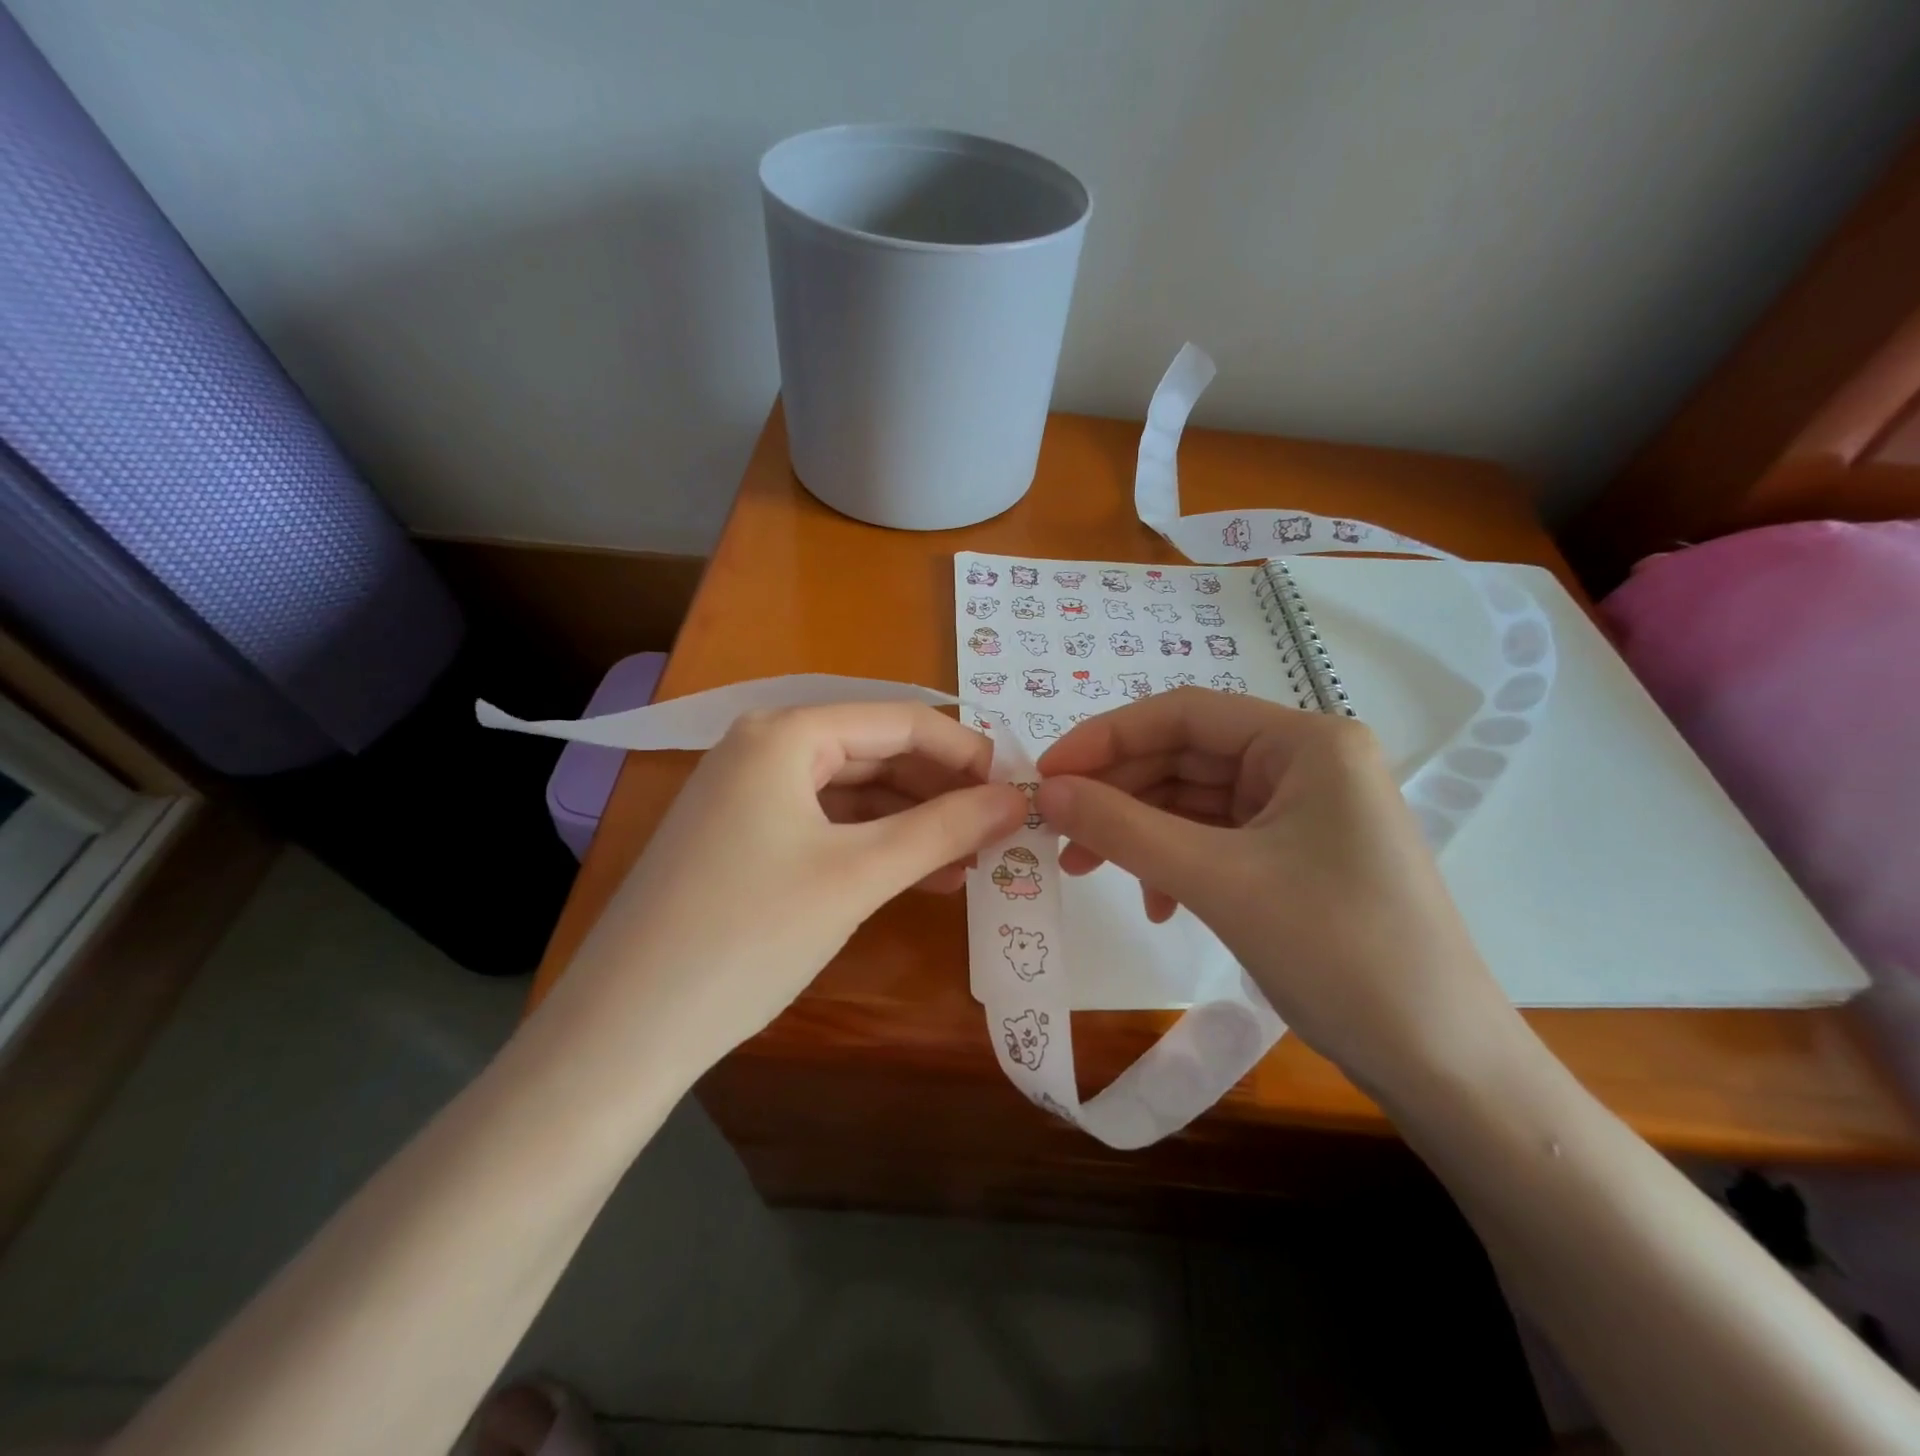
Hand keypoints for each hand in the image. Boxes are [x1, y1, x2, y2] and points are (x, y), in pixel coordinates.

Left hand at [555, 703, 1026, 1071]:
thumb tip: (1019, 799)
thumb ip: (944, 829)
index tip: (1020, 791)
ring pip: (855, 792)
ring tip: (970, 862)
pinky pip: (827, 824)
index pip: (902, 720)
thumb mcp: (858, 875)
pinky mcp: (744, 837)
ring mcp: (749, 793)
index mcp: (787, 732)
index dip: (967, 753)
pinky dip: (875, 845)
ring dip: (914, 823)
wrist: (625, 1029)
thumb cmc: (749, 934)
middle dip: (942, 791)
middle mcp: (765, 747)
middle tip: (1000, 832)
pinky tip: (917, 875)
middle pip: (878, 752)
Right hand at [1034, 689, 1521, 1098]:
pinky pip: (1216, 838)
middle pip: (1186, 757)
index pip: (1184, 714)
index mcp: (1305, 742)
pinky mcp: (1297, 854)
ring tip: (1087, 870)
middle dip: (1117, 794)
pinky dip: (1174, 861)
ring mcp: (1304, 810)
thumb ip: (1123, 829)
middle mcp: (1307, 762)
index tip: (1046, 774)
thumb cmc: (1337, 951)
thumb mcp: (1217, 881)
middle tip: (1056, 831)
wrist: (1440, 1063)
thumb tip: (1046, 792)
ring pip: (1194, 801)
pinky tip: (1156, 902)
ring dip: (1139, 832)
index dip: (1106, 737)